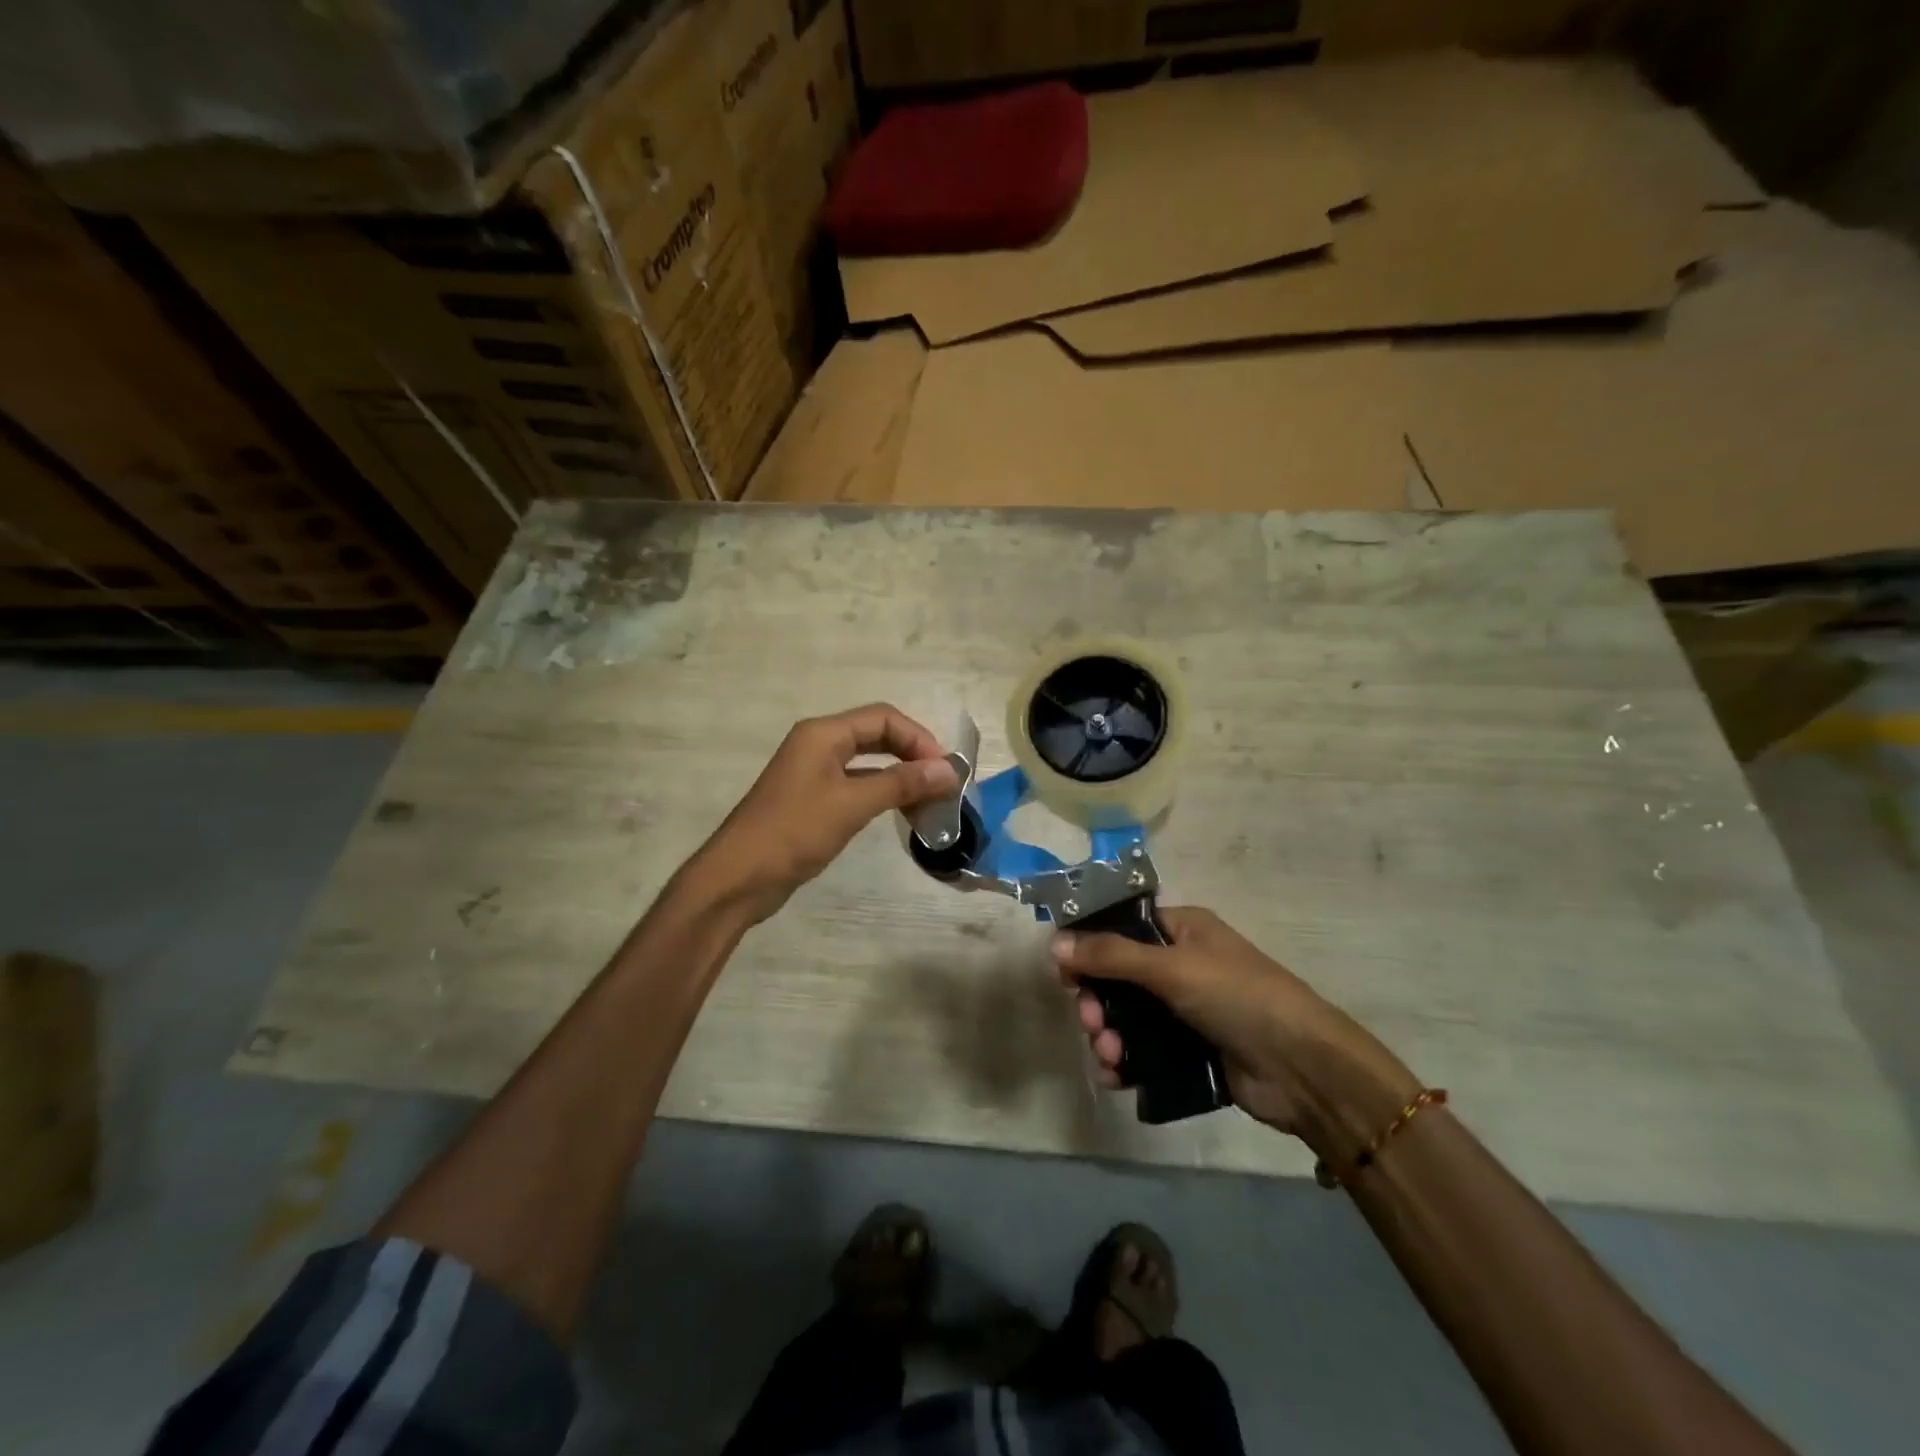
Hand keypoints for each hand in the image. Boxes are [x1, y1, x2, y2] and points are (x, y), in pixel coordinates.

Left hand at [693, 704, 958, 922]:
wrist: (738, 878)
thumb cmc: (794, 833)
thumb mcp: (852, 805)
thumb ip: (901, 783)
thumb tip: (948, 770)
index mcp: (823, 734)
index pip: (883, 718)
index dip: (919, 739)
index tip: (945, 771)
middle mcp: (818, 744)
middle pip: (877, 735)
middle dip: (912, 755)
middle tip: (942, 784)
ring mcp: (814, 773)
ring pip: (869, 762)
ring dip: (900, 776)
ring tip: (930, 802)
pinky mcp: (813, 800)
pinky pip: (857, 785)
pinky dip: (883, 793)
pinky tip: (901, 812)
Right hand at [1054, 908, 1420, 1160]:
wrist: (1303, 1070)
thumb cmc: (1237, 997)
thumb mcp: (1171, 968)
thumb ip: (1111, 956)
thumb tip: (1055, 944)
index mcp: (1183, 931)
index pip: (1123, 927)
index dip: (1090, 945)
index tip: (1064, 970)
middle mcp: (1182, 965)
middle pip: (1119, 977)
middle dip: (1098, 1000)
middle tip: (1090, 1019)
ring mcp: (1186, 1011)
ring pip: (1128, 1017)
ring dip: (1108, 1034)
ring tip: (1109, 1055)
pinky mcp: (1190, 1052)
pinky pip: (1144, 1052)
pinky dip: (1125, 1062)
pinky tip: (1115, 1076)